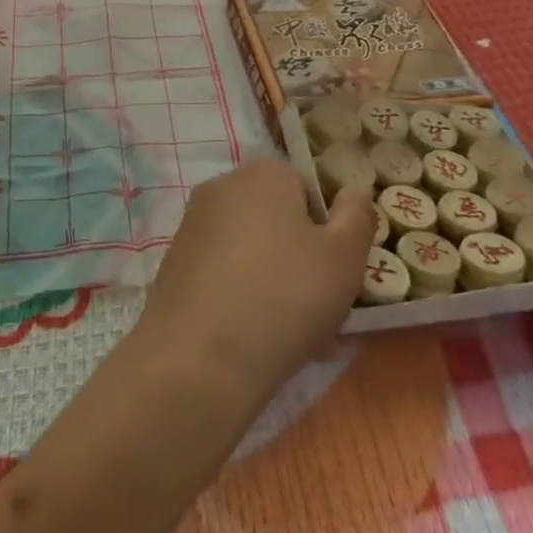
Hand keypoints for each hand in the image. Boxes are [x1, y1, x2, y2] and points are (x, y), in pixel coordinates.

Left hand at [138, 157, 374, 415]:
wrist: (199, 359)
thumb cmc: (285, 297)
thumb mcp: (344, 257)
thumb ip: (357, 216)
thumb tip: (354, 188)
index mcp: (263, 173)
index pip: (308, 187)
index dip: (328, 228)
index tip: (337, 270)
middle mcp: (221, 187)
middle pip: (277, 217)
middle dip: (300, 256)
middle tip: (320, 305)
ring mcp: (192, 225)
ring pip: (252, 249)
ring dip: (274, 280)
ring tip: (292, 332)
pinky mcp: (175, 263)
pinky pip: (224, 273)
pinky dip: (241, 295)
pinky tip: (254, 337)